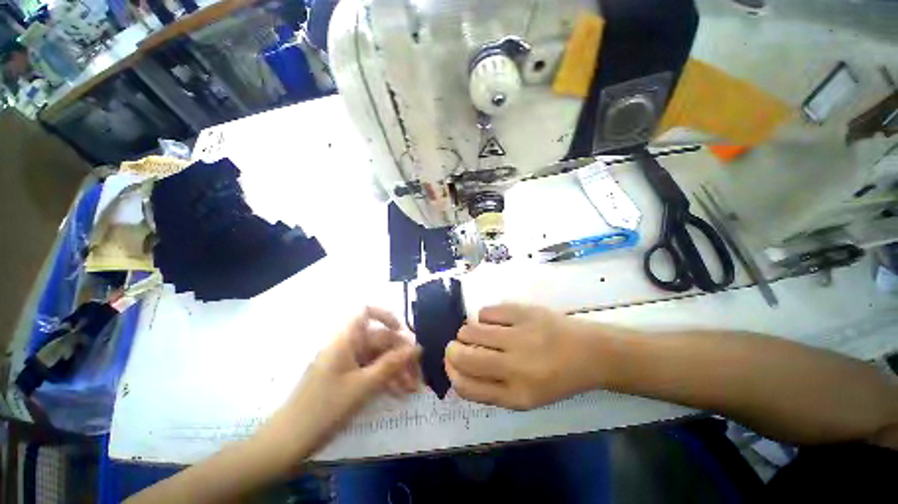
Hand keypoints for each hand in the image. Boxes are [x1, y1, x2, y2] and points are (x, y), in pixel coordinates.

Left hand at [262, 307, 420, 458]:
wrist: (288, 443)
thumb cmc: (324, 409)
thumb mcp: (363, 386)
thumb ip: (392, 364)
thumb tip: (417, 347)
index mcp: (345, 339)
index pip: (366, 312)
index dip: (386, 316)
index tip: (402, 332)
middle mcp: (347, 346)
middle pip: (379, 339)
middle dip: (400, 355)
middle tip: (417, 374)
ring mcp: (346, 363)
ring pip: (377, 357)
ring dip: (396, 370)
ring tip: (412, 389)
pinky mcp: (346, 378)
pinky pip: (371, 371)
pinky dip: (385, 379)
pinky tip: (399, 394)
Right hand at [445, 304, 623, 409]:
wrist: (589, 352)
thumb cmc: (556, 378)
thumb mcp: (525, 397)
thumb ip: (491, 388)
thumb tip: (459, 369)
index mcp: (516, 394)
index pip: (466, 386)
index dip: (451, 373)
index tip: (451, 364)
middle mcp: (515, 366)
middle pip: (463, 356)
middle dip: (452, 350)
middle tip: (457, 346)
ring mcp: (519, 335)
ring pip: (471, 330)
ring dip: (466, 332)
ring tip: (477, 333)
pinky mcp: (523, 311)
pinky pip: (486, 312)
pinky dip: (483, 317)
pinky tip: (493, 322)